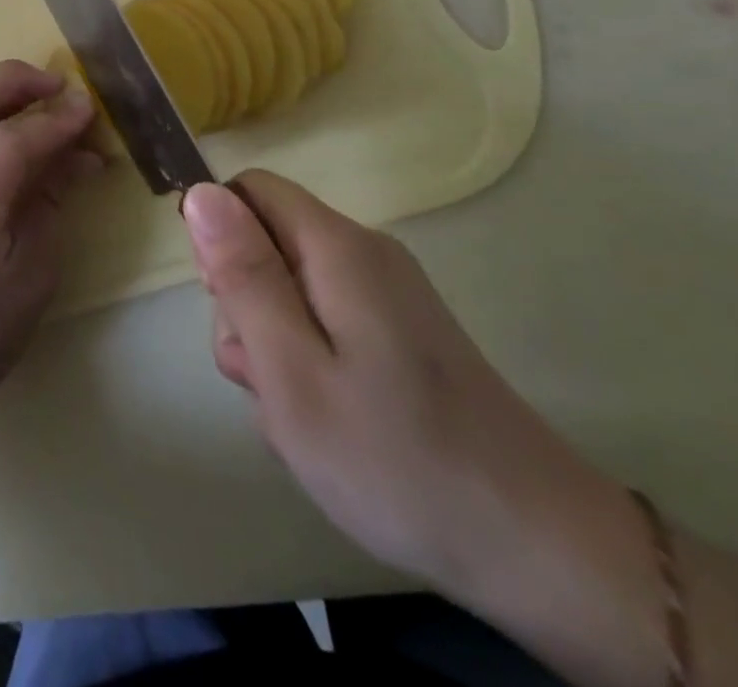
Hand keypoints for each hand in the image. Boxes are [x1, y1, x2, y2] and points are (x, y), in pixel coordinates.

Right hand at [180, 171, 638, 612]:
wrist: (537, 547)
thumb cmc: (394, 458)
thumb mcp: (292, 370)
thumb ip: (243, 276)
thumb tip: (201, 191)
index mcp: (336, 247)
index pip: (249, 190)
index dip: (220, 237)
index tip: (227, 307)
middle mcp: (364, 252)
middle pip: (268, 241)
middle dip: (246, 303)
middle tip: (265, 377)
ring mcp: (388, 292)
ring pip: (291, 287)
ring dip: (273, 342)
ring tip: (297, 413)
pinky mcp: (401, 330)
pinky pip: (325, 320)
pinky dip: (308, 361)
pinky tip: (325, 419)